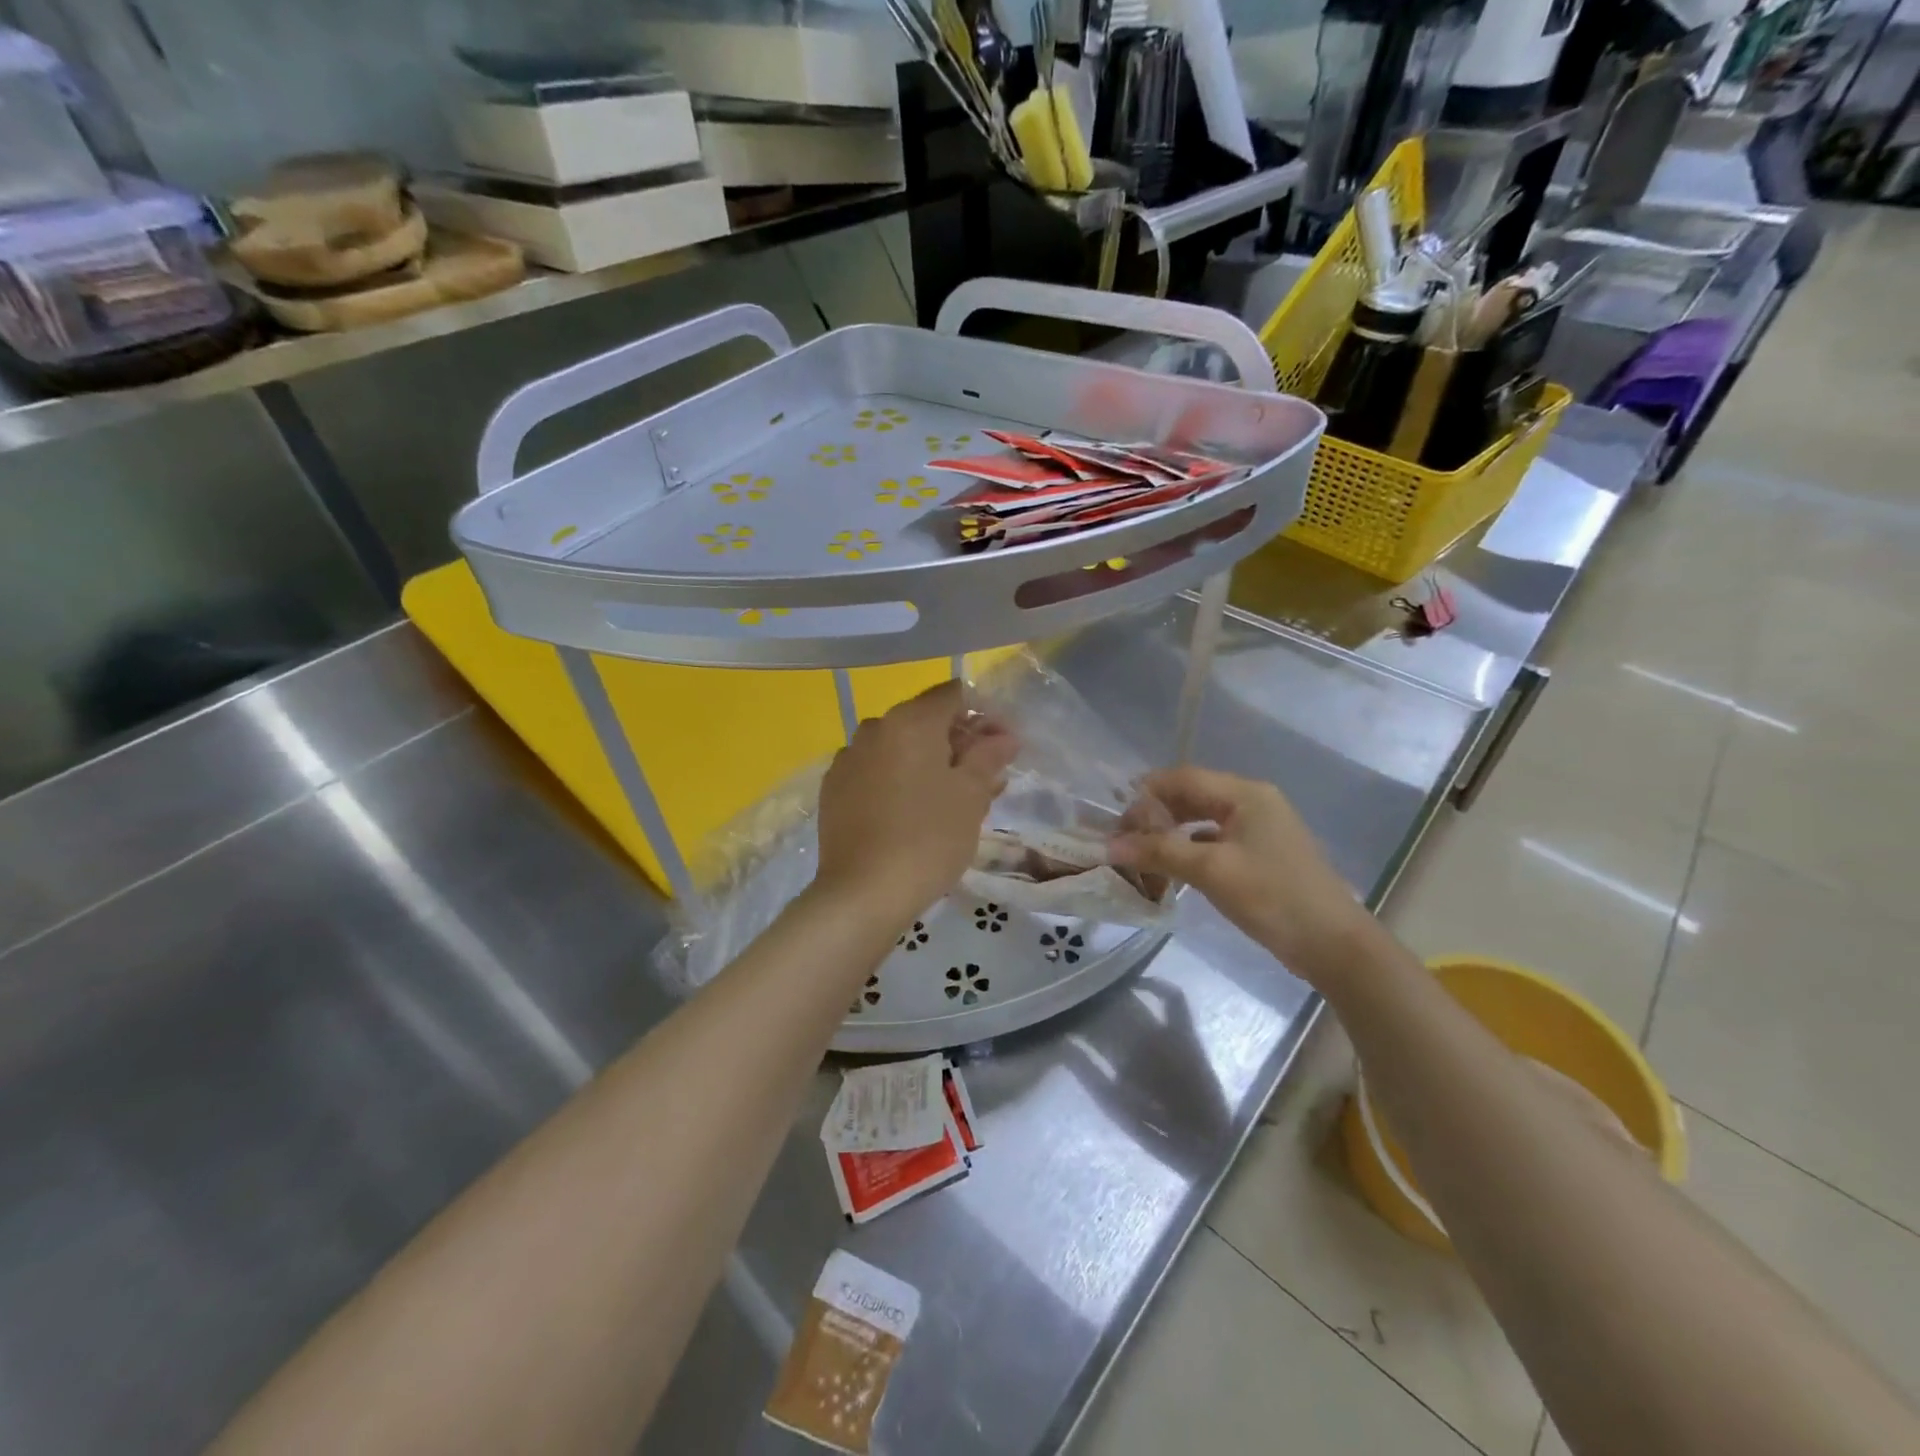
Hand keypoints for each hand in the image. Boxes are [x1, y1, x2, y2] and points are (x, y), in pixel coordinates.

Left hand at [815, 681, 1017, 923]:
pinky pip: (875, 772)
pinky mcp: (833, 789)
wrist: (863, 892)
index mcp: (910, 721)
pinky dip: (897, 781)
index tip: (1000, 747)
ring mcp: (848, 759)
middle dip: (957, 742)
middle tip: (984, 779)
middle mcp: (874, 728)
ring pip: (898, 748)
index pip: (951, 695)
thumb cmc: (928, 838)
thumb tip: (1003, 736)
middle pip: (924, 721)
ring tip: (950, 801)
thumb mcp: (971, 796)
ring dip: (927, 763)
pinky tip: (911, 813)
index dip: (981, 715)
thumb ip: (989, 756)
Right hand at [1109, 766, 1371, 980]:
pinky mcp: (1261, 854)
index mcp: (1245, 794)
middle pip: (1191, 796)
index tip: (1116, 820)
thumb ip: (1159, 852)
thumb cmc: (1273, 897)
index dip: (1145, 794)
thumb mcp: (1211, 871)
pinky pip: (1215, 840)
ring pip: (1202, 820)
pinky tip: (1172, 870)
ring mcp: (1259, 828)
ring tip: (1142, 856)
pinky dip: (1189, 850)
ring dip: (1170, 834)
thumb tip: (1109, 846)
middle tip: (1124, 841)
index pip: (1182, 778)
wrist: (1334, 945)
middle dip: (1155, 815)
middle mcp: (1252, 802)